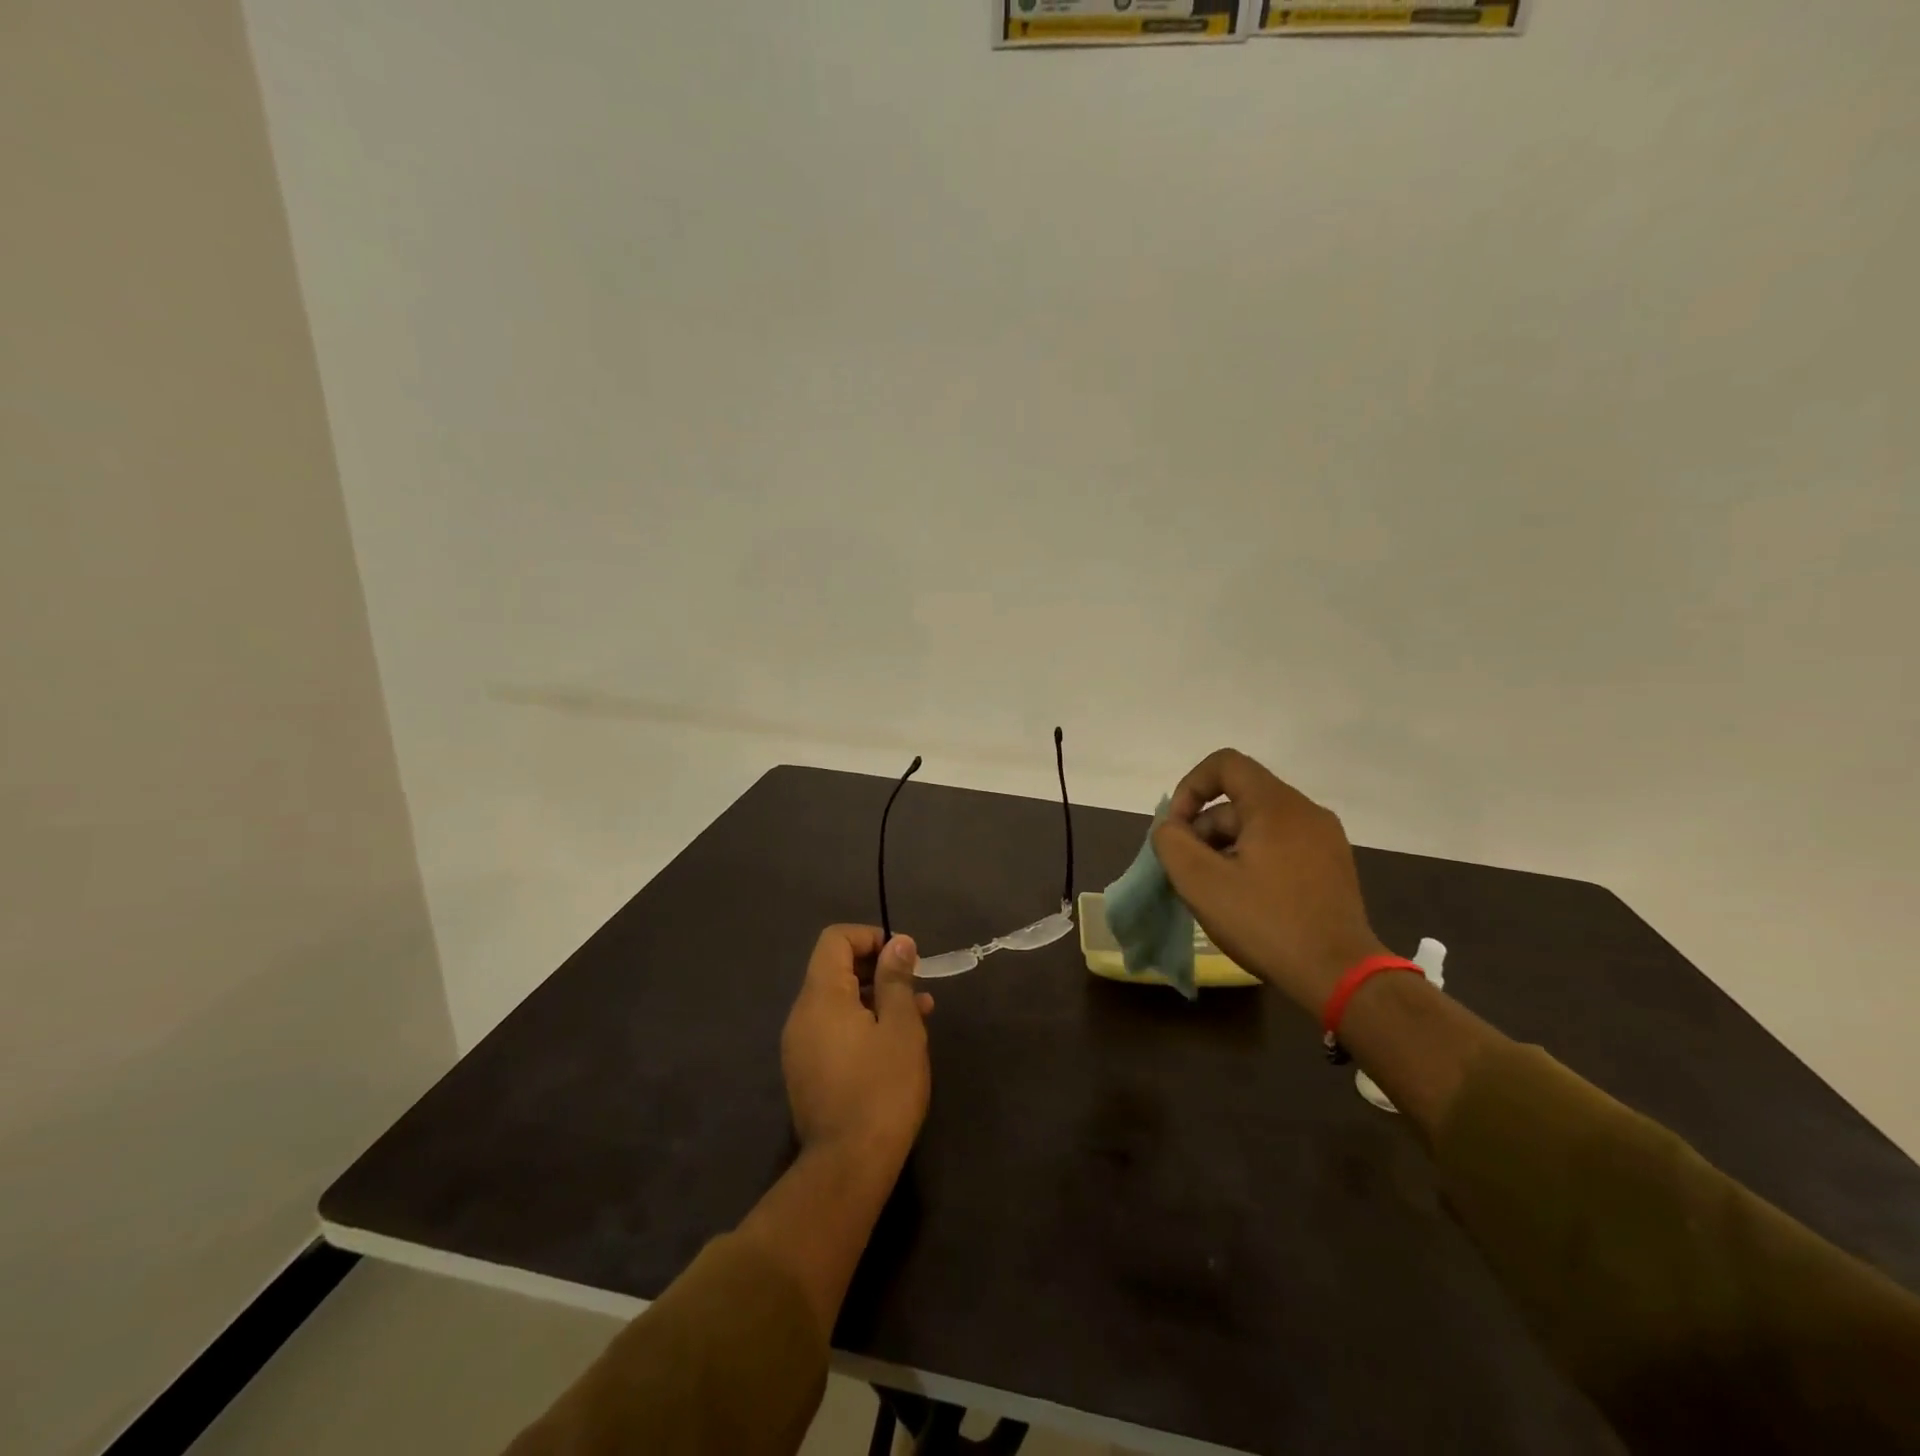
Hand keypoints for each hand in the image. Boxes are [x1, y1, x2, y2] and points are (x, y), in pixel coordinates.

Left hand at [781, 925, 932, 1170]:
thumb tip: (898, 943)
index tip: (902, 956)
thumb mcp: (900, 1027)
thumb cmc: (882, 1088)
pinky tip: (894, 1043)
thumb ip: (896, 979)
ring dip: (874, 998)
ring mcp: (799, 1045)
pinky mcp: (805, 1071)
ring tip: (918, 1013)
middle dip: (877, 968)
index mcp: (821, 996)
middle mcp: (801, 1014)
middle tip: (915, 985)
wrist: (848, 1166)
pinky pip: (832, 1029)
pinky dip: (861, 1023)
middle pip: (834, 968)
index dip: (869, 936)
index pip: (834, 939)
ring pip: (837, 1002)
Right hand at [1152, 749, 1387, 1016]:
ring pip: (1259, 825)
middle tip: (1189, 871)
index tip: (1177, 828)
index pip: (1225, 764)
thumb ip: (1172, 843)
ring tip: (1214, 891)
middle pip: (1240, 799)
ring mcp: (1325, 839)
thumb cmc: (1266, 923)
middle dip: (1204, 828)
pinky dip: (1253, 859)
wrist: (1341, 976)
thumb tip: (1171, 828)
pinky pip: (1282, 845)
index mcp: (1276, 805)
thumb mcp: (1201, 883)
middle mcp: (1306, 811)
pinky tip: (1245, 899)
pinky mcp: (1332, 866)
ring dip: (1226, 847)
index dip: (1190, 787)